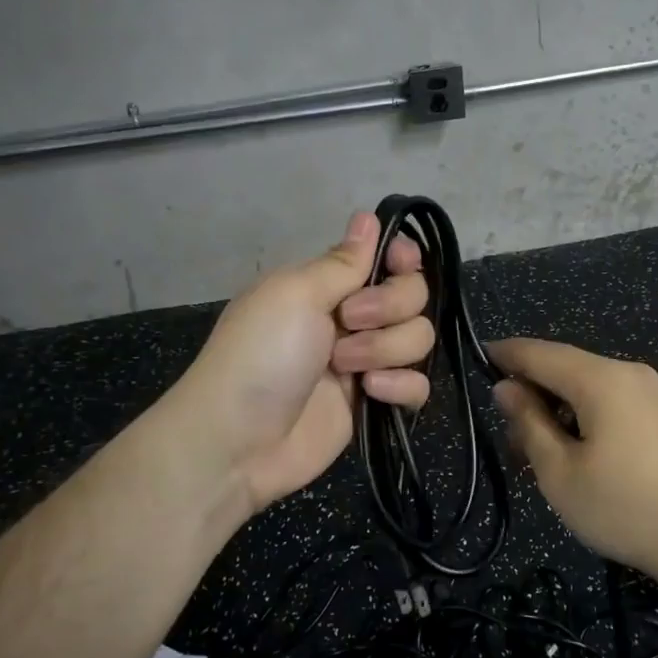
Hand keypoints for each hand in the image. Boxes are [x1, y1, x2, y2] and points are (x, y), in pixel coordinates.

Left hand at [167, 212, 434, 519]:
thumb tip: (368, 216)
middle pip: (413, 295)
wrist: (239, 441)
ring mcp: (366, 361)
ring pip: (418, 338)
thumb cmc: (261, 354)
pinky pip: (418, 383)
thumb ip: (343, 261)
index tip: (398, 263)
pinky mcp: (376, 402)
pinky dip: (401, 386)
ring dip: (387, 349)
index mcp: (328, 285)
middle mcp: (353, 317)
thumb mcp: (295, 294)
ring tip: (346, 368)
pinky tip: (372, 393)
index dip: (402, 258)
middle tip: (349, 321)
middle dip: (389, 306)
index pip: (387, 258)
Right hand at [491, 338, 657, 588]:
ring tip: (543, 454)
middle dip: (533, 392)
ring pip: (593, 389)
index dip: (506, 354)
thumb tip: (507, 388)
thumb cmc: (629, 509)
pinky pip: (617, 405)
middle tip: (508, 435)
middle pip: (567, 369)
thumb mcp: (562, 473)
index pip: (540, 352)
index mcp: (601, 379)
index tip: (478, 359)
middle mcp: (630, 374)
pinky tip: (584, 456)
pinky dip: (589, 419)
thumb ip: (529, 424)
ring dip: (561, 410)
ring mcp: (657, 394)